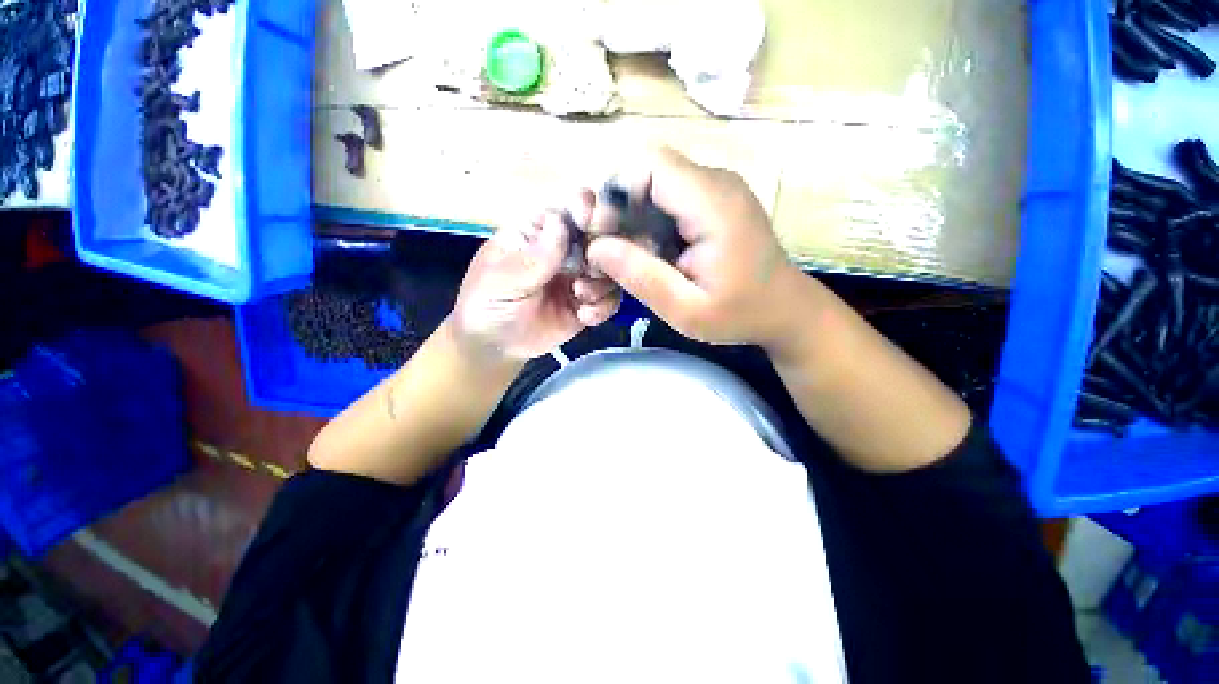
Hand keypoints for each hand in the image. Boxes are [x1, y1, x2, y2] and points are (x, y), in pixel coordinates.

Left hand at [452, 192, 620, 362]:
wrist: (495, 346)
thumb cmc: (486, 303)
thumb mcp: (500, 280)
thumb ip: (531, 258)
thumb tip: (559, 224)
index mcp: (540, 232)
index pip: (570, 209)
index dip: (588, 211)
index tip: (593, 226)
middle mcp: (566, 250)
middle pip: (601, 237)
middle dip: (603, 253)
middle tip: (588, 271)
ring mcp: (580, 277)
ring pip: (611, 269)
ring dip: (602, 283)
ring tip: (580, 297)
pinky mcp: (588, 303)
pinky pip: (610, 299)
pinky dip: (603, 307)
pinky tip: (584, 316)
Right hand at [586, 148, 806, 350]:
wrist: (785, 310)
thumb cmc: (740, 314)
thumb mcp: (686, 310)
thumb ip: (642, 277)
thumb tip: (596, 248)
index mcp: (712, 203)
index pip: (649, 165)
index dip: (615, 194)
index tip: (602, 236)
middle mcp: (715, 183)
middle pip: (647, 173)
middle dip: (617, 211)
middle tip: (608, 255)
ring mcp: (715, 190)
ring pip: (653, 187)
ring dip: (630, 221)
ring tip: (626, 260)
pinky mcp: (712, 203)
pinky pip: (666, 201)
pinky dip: (647, 225)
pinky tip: (648, 256)